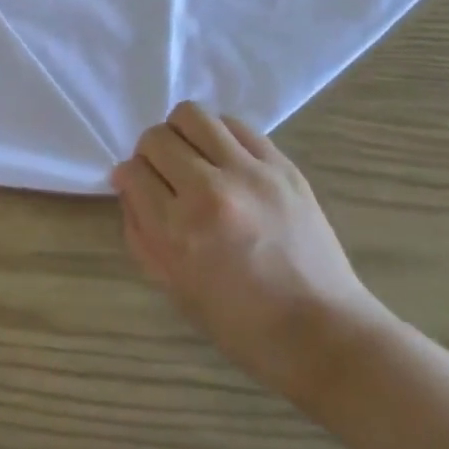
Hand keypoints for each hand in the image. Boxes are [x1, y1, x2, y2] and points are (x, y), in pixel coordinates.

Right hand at [114, 103, 389, 416]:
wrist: (322, 332)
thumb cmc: (240, 324)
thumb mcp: (173, 288)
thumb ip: (141, 232)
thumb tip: (127, 184)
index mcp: (178, 232)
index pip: (132, 173)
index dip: (129, 178)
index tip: (138, 187)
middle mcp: (209, 192)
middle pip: (157, 139)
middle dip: (149, 154)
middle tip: (163, 174)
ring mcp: (249, 173)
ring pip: (192, 116)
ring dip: (181, 133)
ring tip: (192, 157)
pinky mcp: (281, 165)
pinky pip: (235, 125)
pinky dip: (218, 134)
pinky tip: (224, 158)